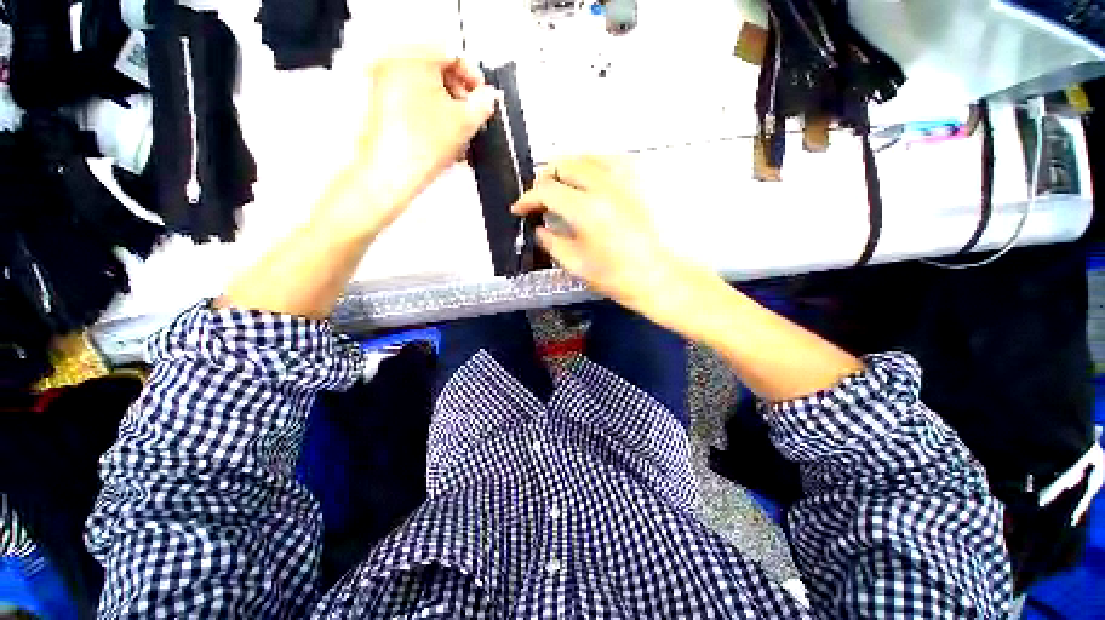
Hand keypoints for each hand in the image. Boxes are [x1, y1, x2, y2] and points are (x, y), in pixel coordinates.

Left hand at [317, 50, 498, 236]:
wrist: (392, 174)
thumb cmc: (419, 148)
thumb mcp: (465, 122)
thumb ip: (483, 104)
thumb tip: (489, 97)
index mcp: (413, 58)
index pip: (452, 54)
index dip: (474, 76)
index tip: (482, 95)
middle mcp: (394, 65)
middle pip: (438, 71)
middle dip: (461, 96)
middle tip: (472, 115)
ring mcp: (384, 85)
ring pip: (427, 89)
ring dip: (449, 108)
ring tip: (460, 132)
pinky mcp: (382, 106)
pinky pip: (414, 102)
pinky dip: (432, 115)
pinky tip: (444, 136)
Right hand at [512, 156, 683, 313]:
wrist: (657, 278)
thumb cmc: (615, 277)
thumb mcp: (575, 264)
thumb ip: (551, 241)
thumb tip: (538, 228)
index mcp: (586, 209)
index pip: (546, 190)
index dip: (527, 198)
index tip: (519, 209)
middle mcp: (604, 185)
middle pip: (564, 164)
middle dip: (545, 178)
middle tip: (539, 198)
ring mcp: (625, 180)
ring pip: (586, 157)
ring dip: (566, 170)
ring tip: (560, 188)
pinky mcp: (638, 182)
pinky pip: (608, 162)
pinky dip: (591, 168)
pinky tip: (588, 184)